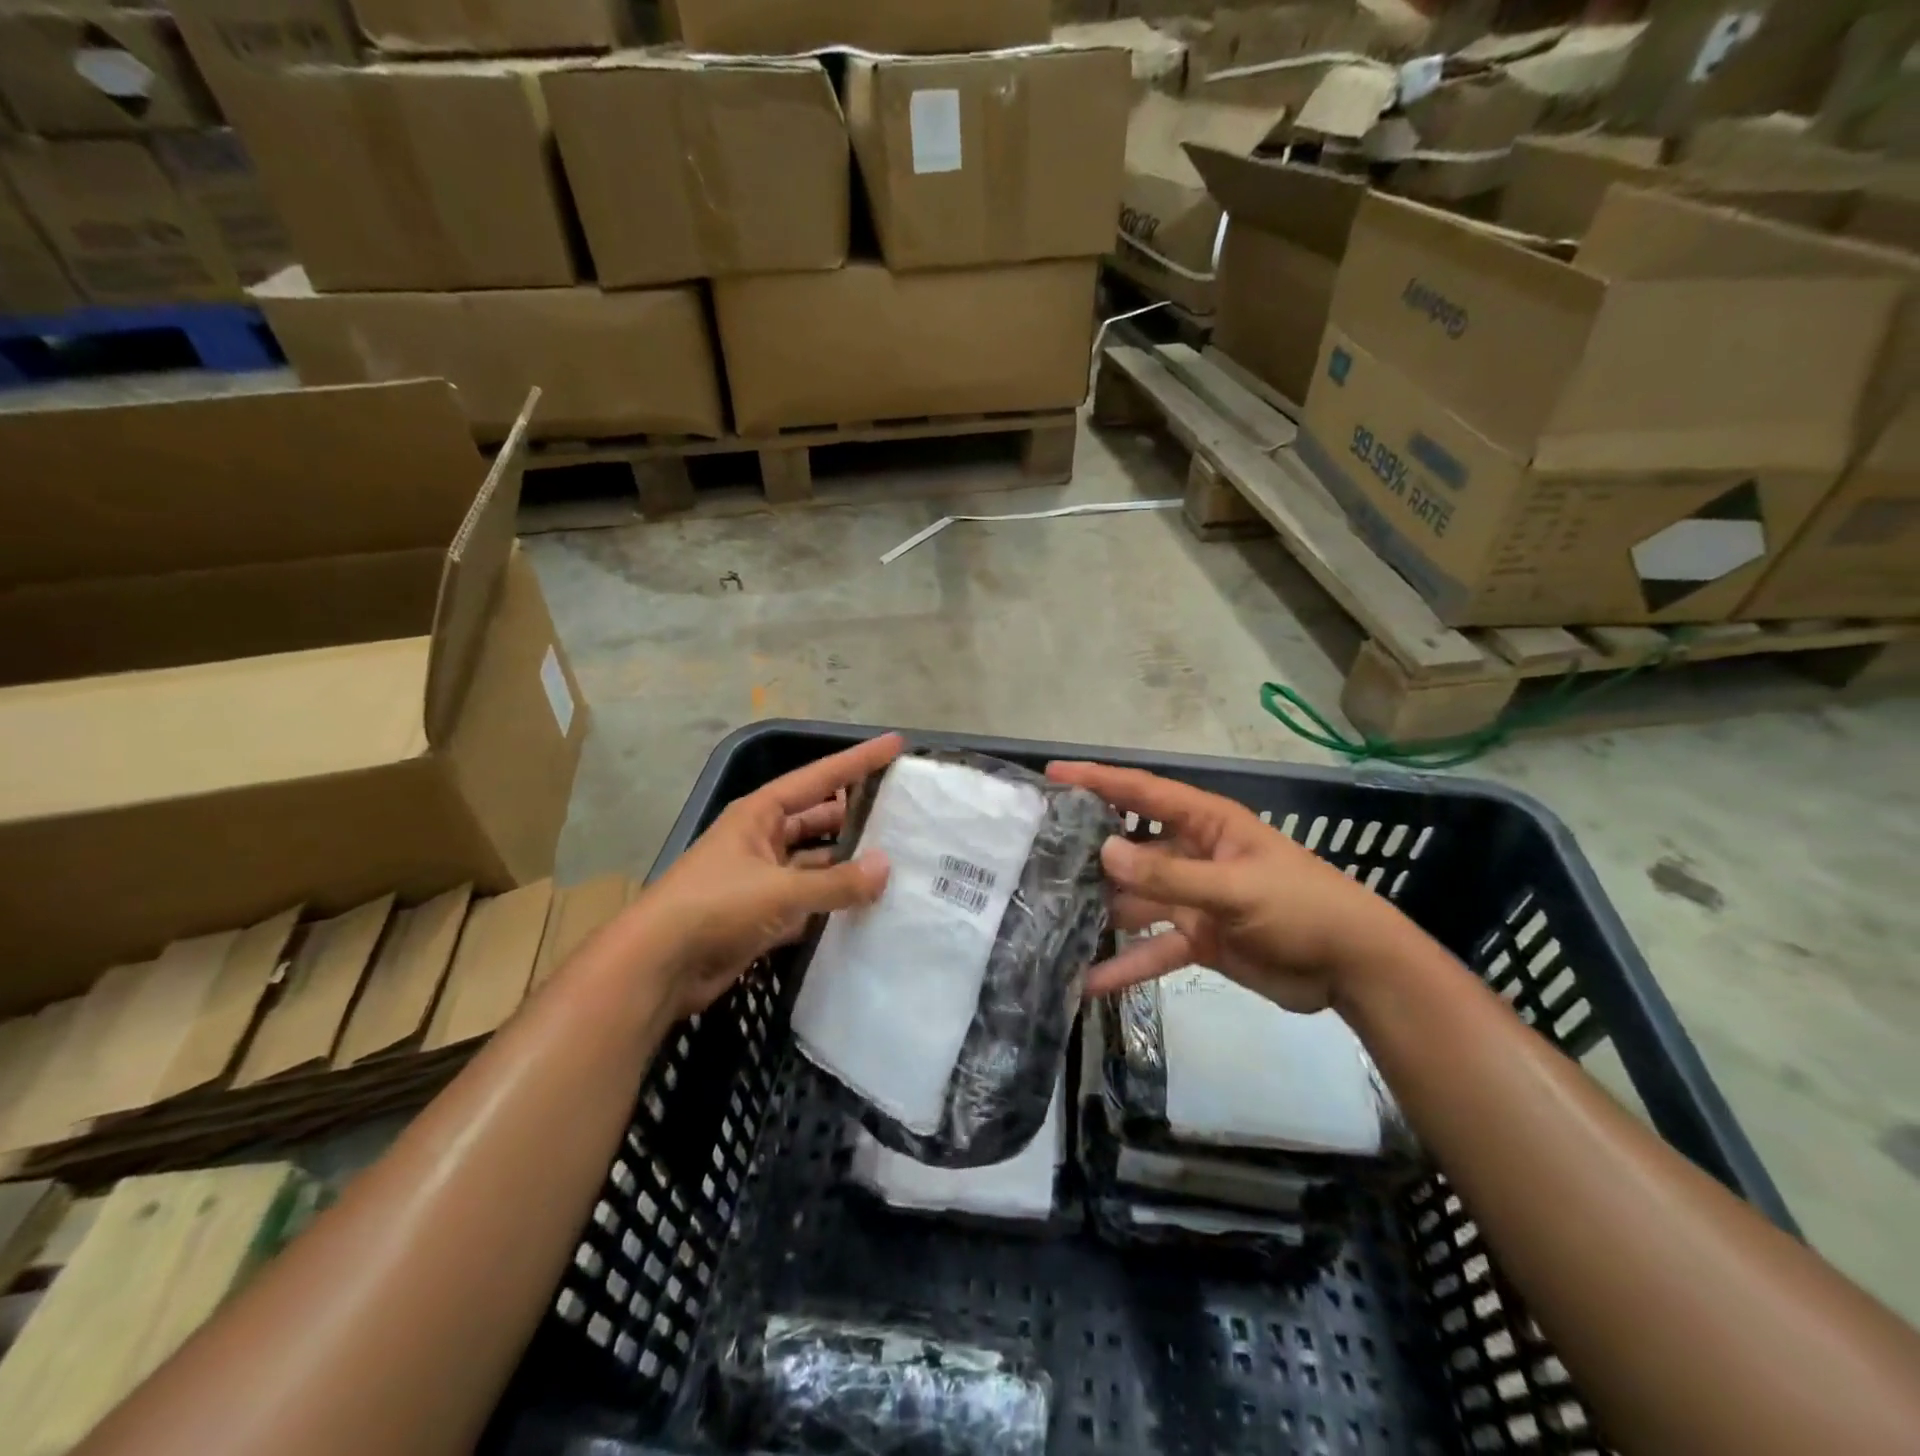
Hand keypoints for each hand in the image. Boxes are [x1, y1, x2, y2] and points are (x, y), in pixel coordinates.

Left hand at [639, 732, 903, 1017]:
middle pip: (819, 819)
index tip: (895, 745)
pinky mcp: (763, 915)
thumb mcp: (779, 890)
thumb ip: (835, 882)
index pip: (819, 778)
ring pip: (817, 864)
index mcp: (759, 814)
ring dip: (848, 866)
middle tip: (905, 815)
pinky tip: (869, 906)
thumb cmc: (715, 907)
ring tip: (899, 864)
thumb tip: (885, 868)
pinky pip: (809, 901)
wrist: (658, 967)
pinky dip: (834, 904)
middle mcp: (763, 839)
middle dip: (857, 816)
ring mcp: (763, 878)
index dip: (858, 760)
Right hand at [1047, 761, 1415, 1013]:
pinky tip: (1087, 982)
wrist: (1354, 970)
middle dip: (1088, 850)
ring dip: (1099, 911)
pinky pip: (1152, 949)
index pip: (1144, 793)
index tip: (1054, 775)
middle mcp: (1192, 855)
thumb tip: (1104, 853)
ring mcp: (1192, 899)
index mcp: (1206, 824)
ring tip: (1047, 917)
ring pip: (1134, 900)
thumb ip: (1171, 874)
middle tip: (1034, 852)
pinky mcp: (1197, 939)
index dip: (1100, 779)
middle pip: (1130, 847)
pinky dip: (1124, 965)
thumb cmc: (1302, 908)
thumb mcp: (1236, 888)